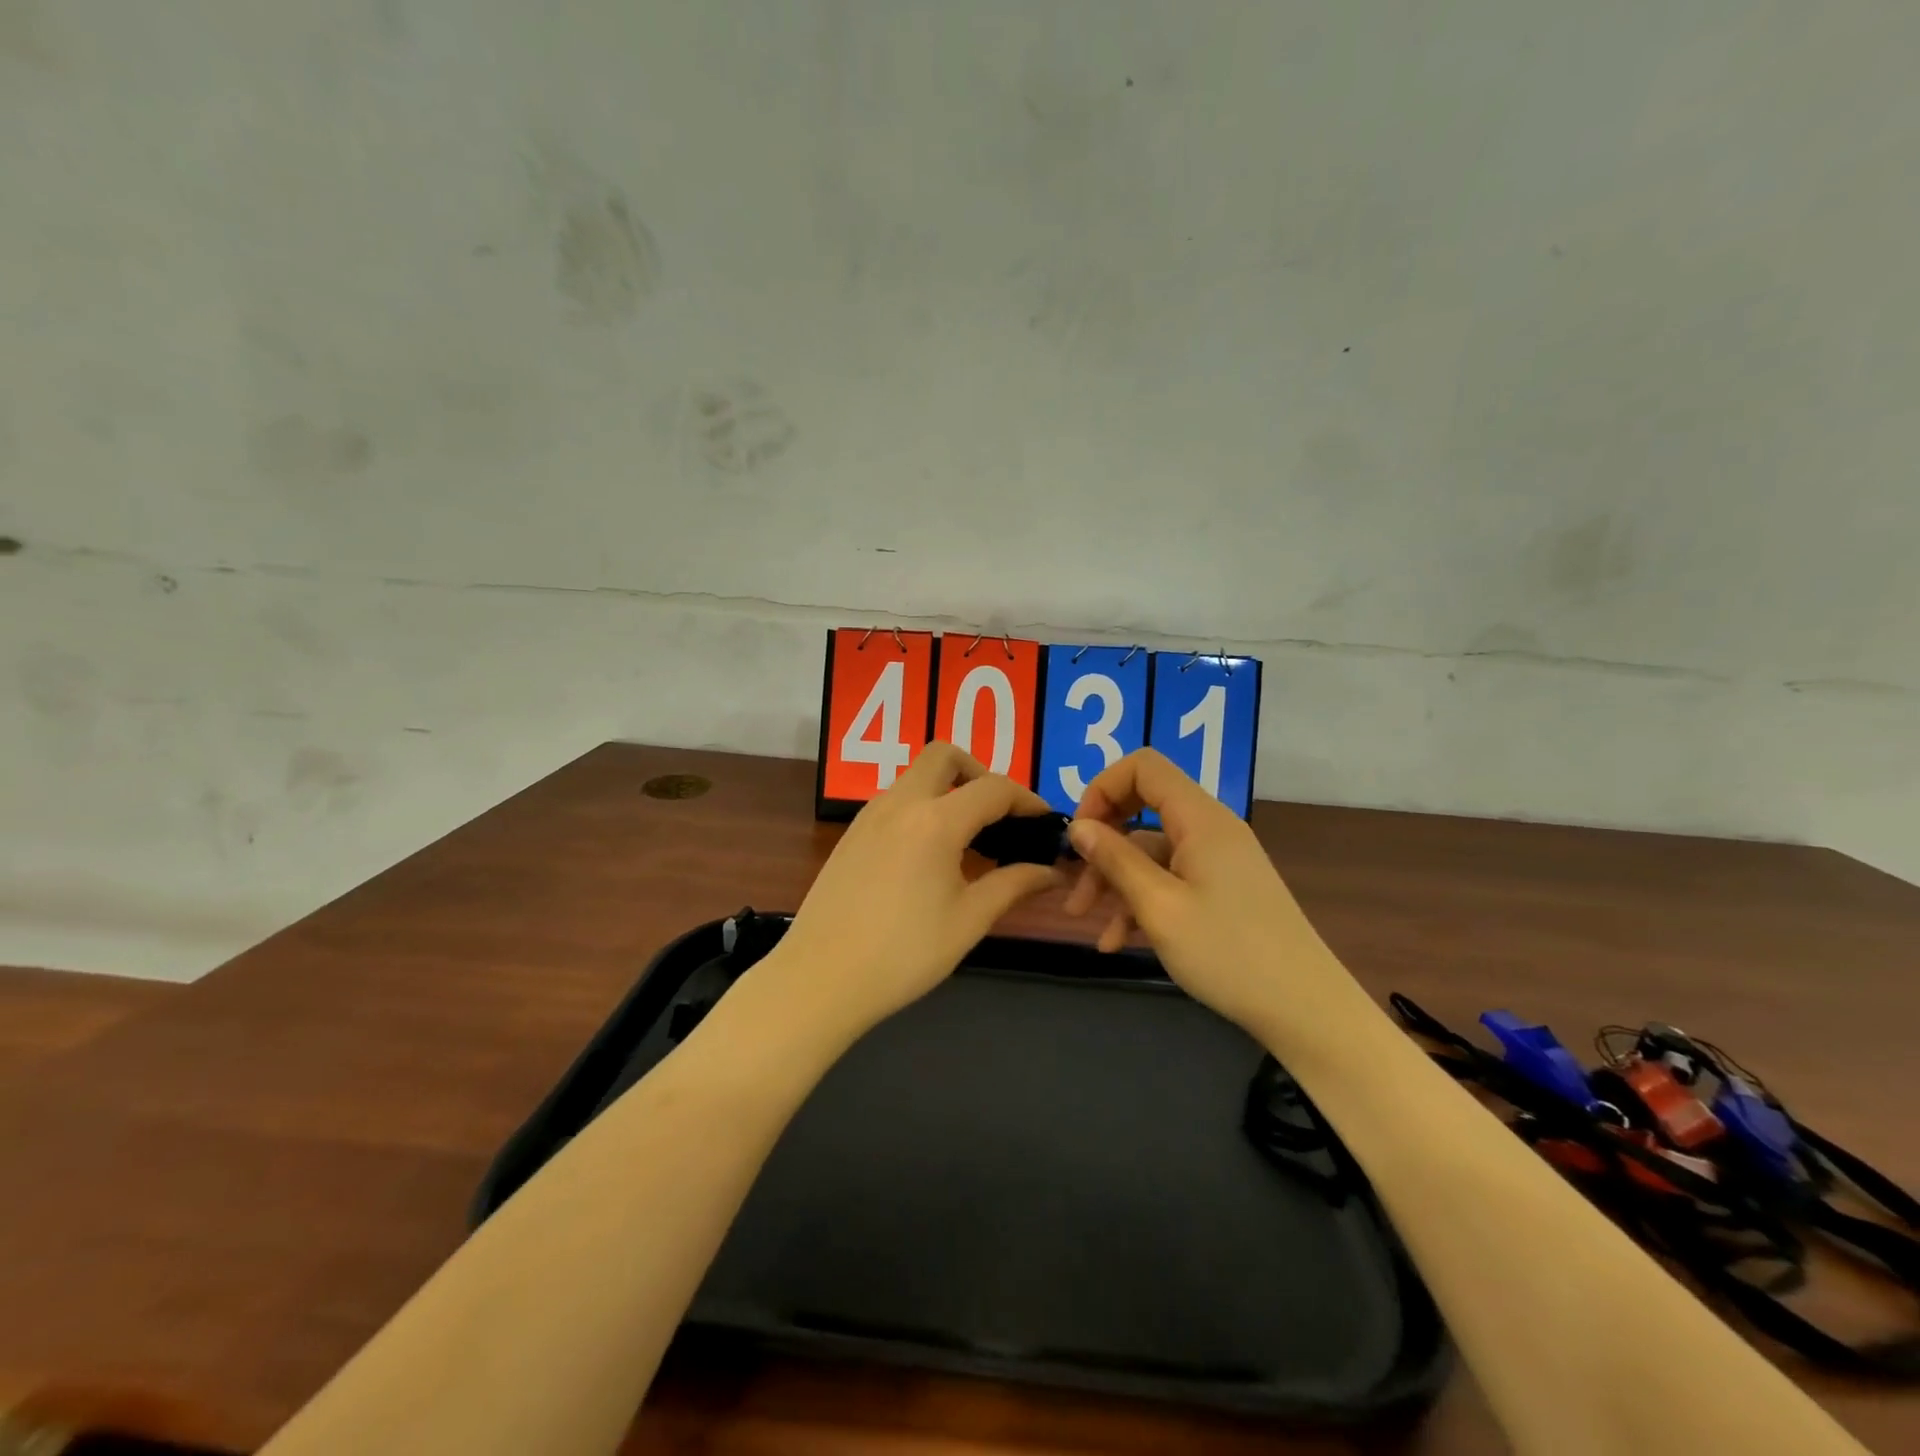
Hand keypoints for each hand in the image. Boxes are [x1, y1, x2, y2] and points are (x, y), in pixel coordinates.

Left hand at [768, 743, 1064, 1036]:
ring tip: (969, 838)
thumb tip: (1053, 871)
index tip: (1045, 822)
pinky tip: (931, 854)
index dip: (1027, 800)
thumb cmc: (903, 954)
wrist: (820, 978)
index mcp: (935, 821)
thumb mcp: (969, 920)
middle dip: (979, 773)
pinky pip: (896, 799)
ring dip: (948, 789)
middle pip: (944, 756)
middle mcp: (900, 803)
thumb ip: (1014, 885)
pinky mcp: (852, 833)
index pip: (993, 788)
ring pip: (916, 776)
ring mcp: (869, 815)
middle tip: (999, 815)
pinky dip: (923, 806)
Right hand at [1063, 749, 1361, 1038]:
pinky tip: (1117, 941)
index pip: (1143, 767)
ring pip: (1150, 851)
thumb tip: (1078, 826)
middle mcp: (1210, 829)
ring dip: (1115, 881)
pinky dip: (1141, 901)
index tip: (1080, 834)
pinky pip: (1170, 879)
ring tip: (1086, 922)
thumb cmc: (1228, 953)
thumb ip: (1115, 860)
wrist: (1305, 1009)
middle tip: (1072, 881)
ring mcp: (1217, 861)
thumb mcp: (1159, 907)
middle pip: (1142, 809)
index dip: (1102, 789)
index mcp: (1200, 819)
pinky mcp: (1221, 890)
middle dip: (1102, 843)